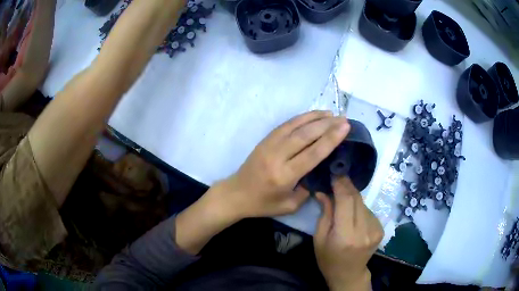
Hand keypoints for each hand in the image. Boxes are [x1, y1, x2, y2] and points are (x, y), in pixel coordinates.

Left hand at [221, 110, 349, 217]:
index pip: (312, 153)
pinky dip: (301, 118)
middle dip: (327, 125)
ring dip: (315, 117)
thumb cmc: (263, 204)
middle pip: (306, 135)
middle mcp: (277, 156)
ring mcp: (269, 145)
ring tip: (332, 113)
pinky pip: (286, 124)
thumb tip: (320, 169)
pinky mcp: (265, 139)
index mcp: (284, 176)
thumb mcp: (290, 205)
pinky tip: (313, 115)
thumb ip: (307, 188)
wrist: (236, 194)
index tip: (345, 127)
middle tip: (344, 119)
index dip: (331, 138)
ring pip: (295, 125)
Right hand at [314, 177, 383, 290]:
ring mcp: (376, 230)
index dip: (341, 184)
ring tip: (342, 197)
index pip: (347, 201)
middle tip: (337, 177)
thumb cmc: (328, 259)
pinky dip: (359, 207)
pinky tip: (352, 213)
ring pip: (363, 203)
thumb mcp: (319, 238)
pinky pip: (368, 210)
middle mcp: (364, 231)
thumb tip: (323, 191)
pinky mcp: (381, 229)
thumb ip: (325, 213)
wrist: (349, 274)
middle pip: (357, 198)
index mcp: (346, 236)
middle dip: (346, 186)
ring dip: (352, 197)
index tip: (334, 173)